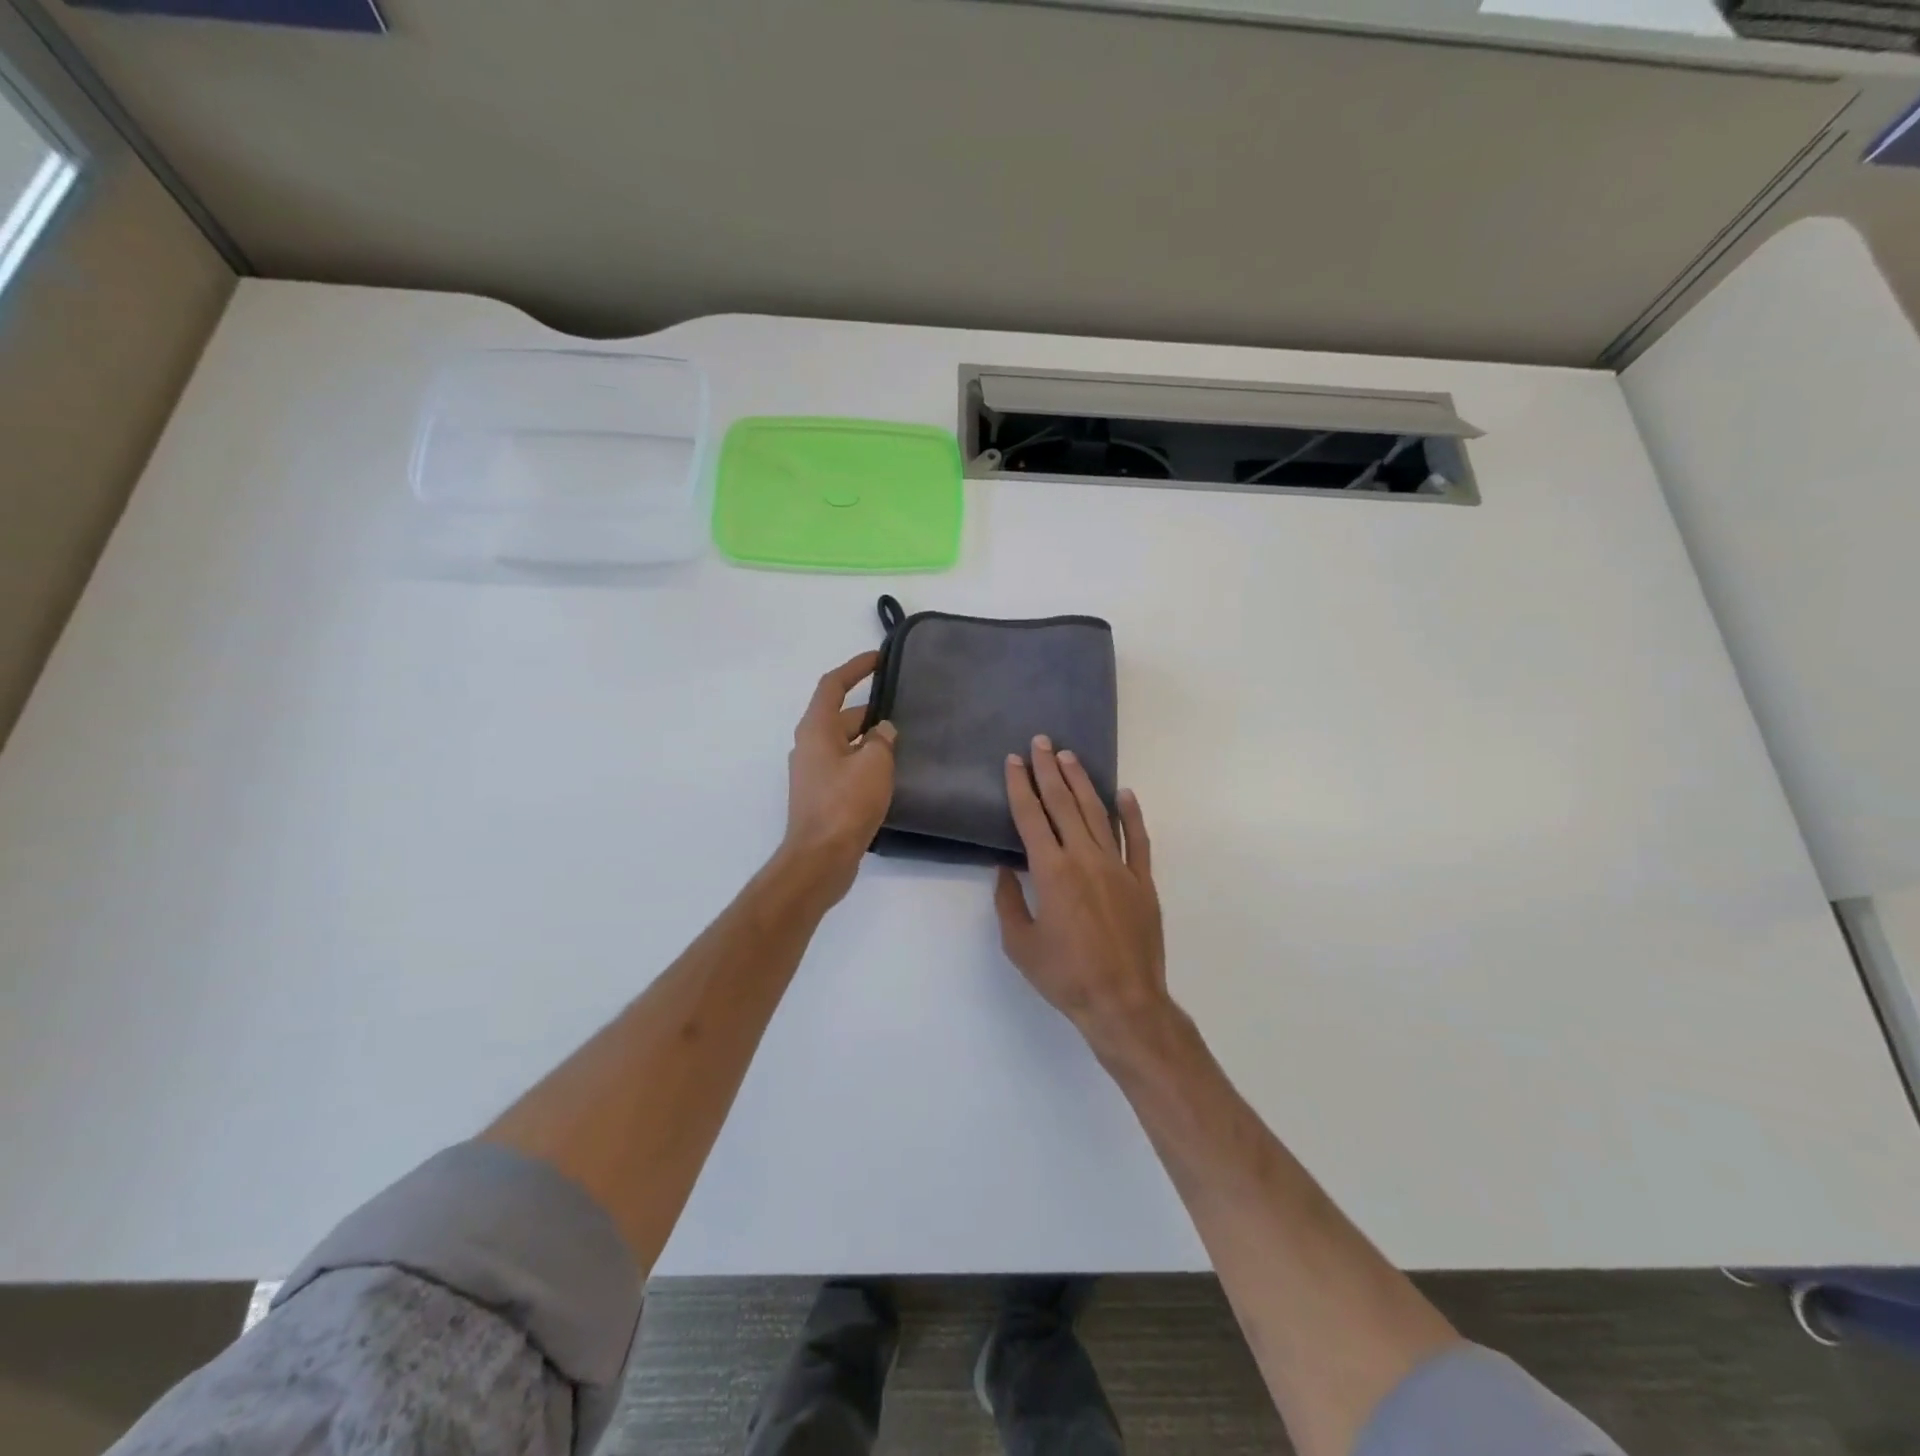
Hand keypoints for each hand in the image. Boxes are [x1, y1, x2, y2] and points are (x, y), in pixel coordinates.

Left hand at [779, 652, 896, 905]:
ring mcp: (813, 772)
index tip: (879, 658)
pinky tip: (890, 772)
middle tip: (904, 708)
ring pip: (845, 743)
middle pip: (840, 716)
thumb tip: (882, 730)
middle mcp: (809, 746)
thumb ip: (881, 739)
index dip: (856, 668)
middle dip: (870, 710)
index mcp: (816, 729)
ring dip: (869, 739)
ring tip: (903, 740)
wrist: (820, 858)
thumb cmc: (845, 805)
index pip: (833, 685)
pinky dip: (865, 761)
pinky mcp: (822, 795)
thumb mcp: (874, 764)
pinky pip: (846, 766)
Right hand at [994, 735, 1169, 1057]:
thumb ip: (1009, 902)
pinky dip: (1131, 815)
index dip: (1021, 785)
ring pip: (1098, 814)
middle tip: (1042, 741)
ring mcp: (1118, 867)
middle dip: (1049, 770)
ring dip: (1082, 783)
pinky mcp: (1143, 881)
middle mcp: (1084, 858)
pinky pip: (1139, 840)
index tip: (1014, 760)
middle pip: (1063, 804)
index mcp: (1052, 872)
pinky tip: (1124, 794)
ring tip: (1070, 757)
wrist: (1123, 1002)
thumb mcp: (1020, 944)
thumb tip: (1006, 869)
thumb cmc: (1065, 976)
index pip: (1031, 817)